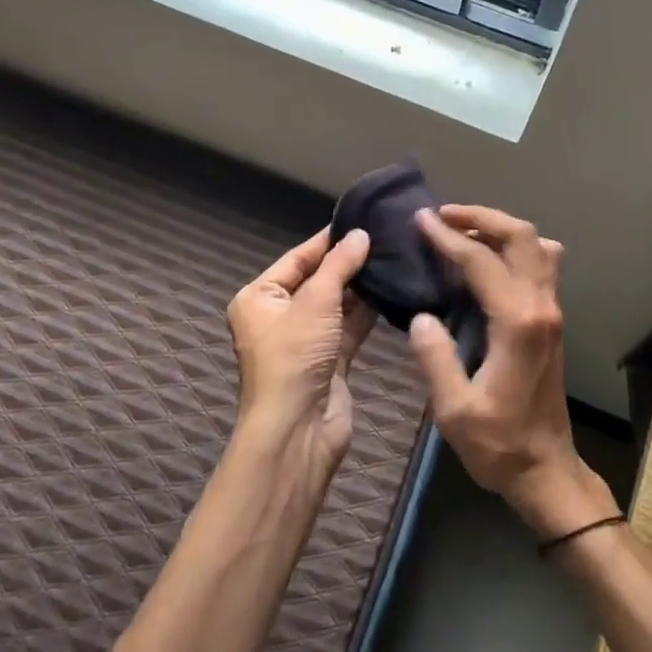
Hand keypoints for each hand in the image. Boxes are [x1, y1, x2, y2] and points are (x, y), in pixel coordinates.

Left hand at [226, 227, 374, 474]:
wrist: (298, 430)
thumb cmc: (294, 357)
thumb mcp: (315, 302)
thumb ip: (339, 266)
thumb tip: (360, 235)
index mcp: (259, 298)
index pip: (296, 259)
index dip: (326, 241)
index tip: (359, 221)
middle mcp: (278, 317)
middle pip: (317, 281)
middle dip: (347, 264)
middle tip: (384, 238)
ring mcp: (305, 341)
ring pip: (335, 306)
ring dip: (360, 288)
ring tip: (393, 259)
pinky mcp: (329, 361)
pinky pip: (349, 328)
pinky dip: (367, 313)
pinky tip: (392, 292)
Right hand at [407, 206, 617, 538]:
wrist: (547, 470)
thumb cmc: (499, 445)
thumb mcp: (455, 409)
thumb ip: (435, 358)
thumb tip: (422, 315)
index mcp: (517, 323)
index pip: (481, 260)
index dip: (447, 236)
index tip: (420, 220)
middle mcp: (541, 307)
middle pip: (522, 236)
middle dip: (482, 216)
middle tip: (443, 215)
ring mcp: (552, 312)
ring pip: (538, 246)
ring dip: (501, 228)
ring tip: (463, 231)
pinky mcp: (551, 321)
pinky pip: (541, 265)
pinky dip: (514, 247)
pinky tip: (487, 261)